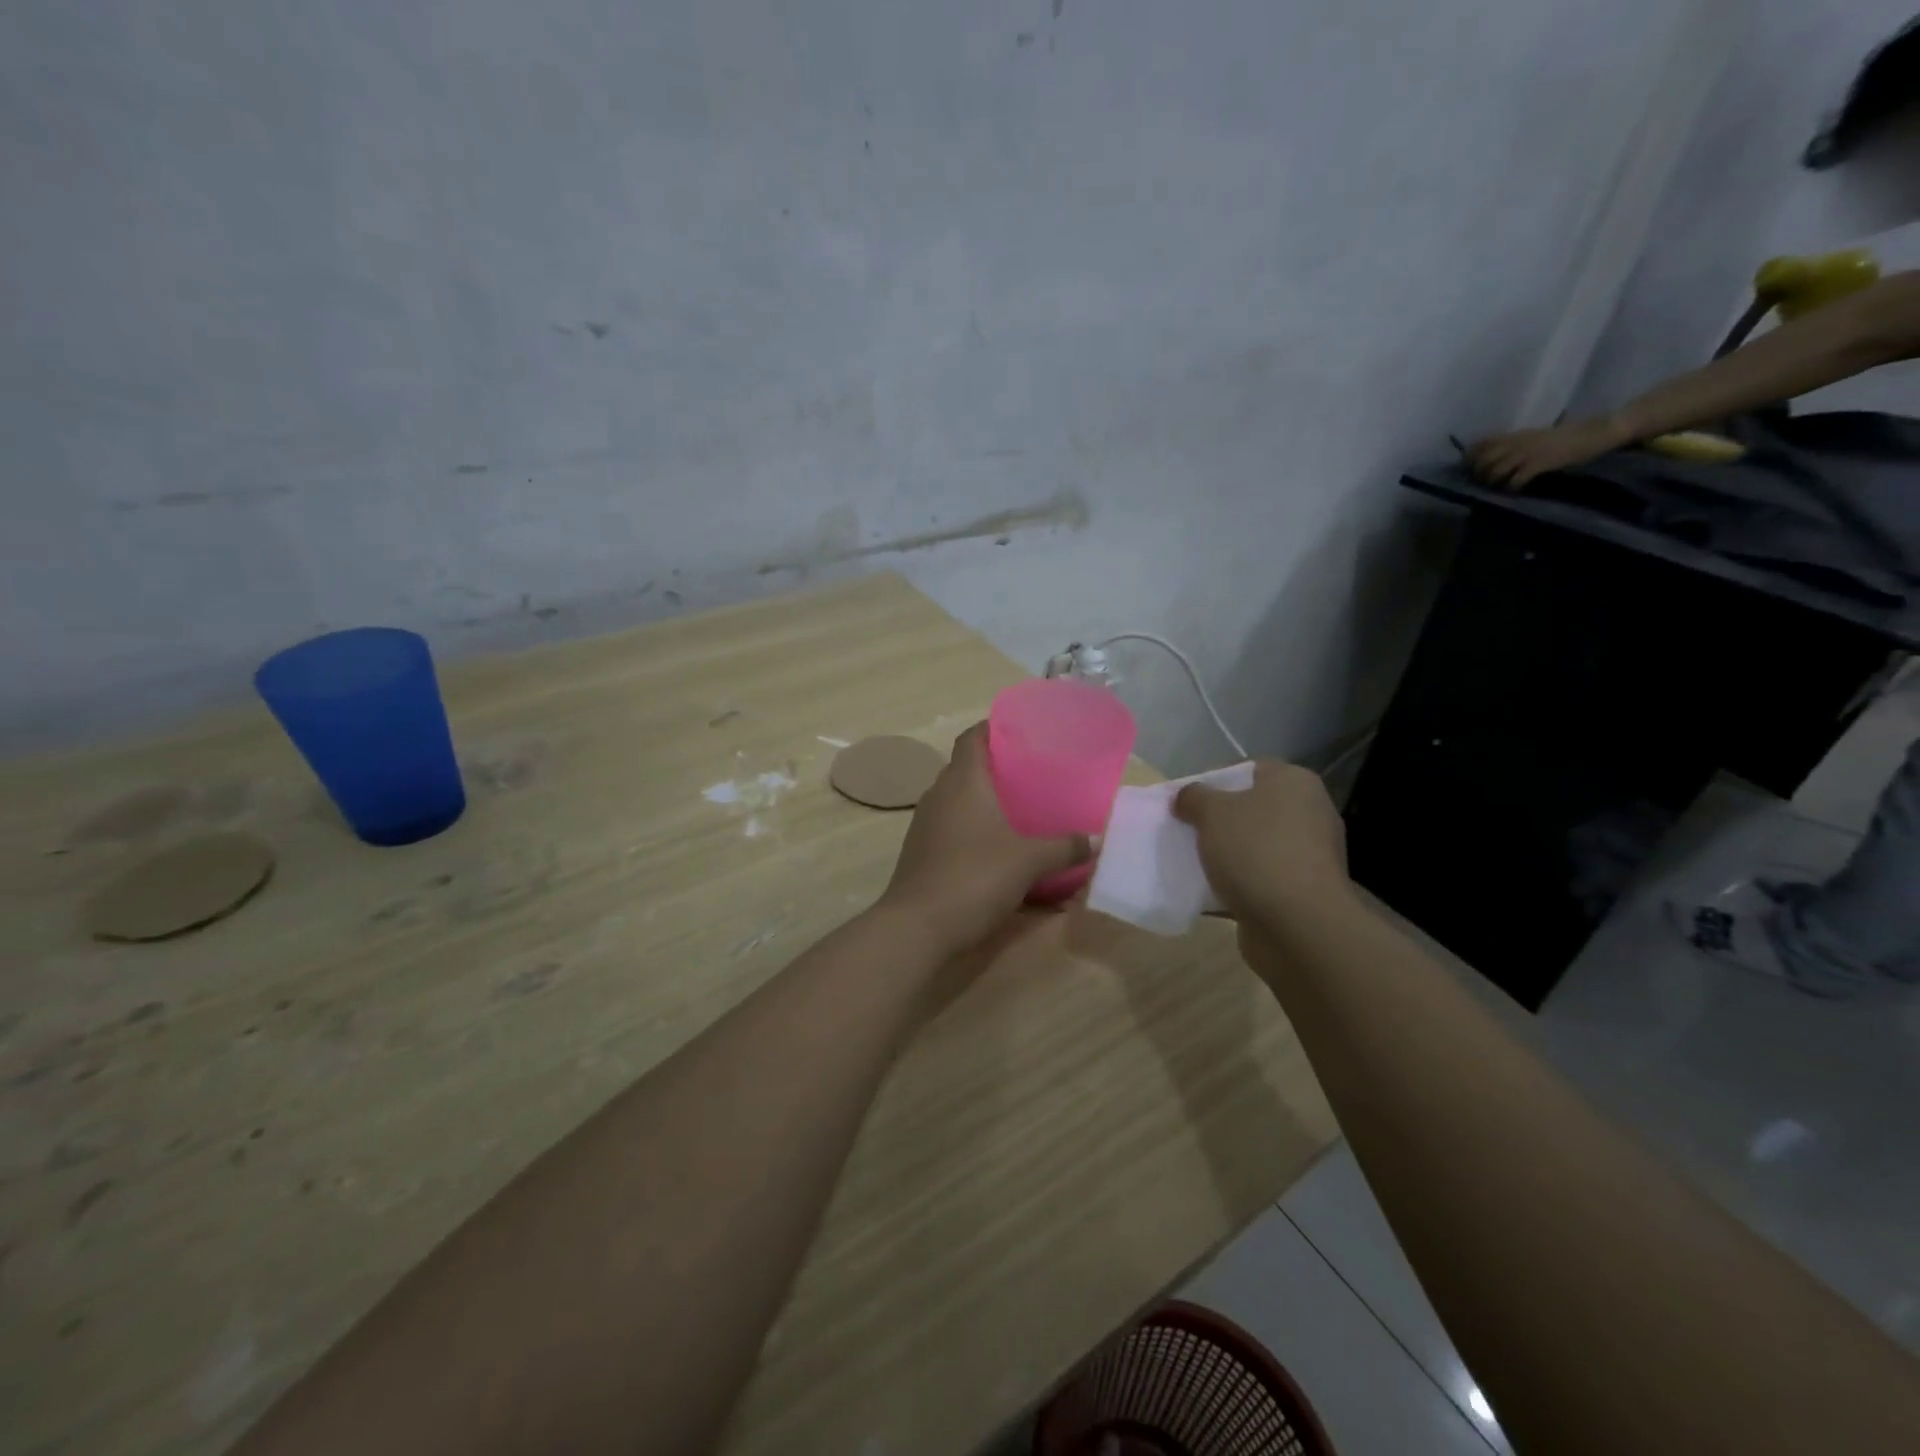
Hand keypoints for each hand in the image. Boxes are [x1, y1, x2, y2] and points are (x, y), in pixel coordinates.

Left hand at [876, 723, 1087, 952]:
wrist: (917, 927)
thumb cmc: (974, 877)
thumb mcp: (1030, 861)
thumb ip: (1064, 847)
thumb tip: (1094, 841)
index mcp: (963, 781)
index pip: (972, 736)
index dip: (994, 727)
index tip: (1021, 731)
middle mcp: (939, 794)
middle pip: (966, 768)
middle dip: (997, 768)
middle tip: (1032, 775)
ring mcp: (925, 825)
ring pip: (959, 801)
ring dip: (985, 803)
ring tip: (1020, 812)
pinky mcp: (921, 853)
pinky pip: (952, 829)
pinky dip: (974, 832)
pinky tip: (997, 851)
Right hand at [1173, 761, 1348, 926]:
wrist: (1299, 925)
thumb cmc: (1256, 852)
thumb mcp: (1211, 812)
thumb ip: (1194, 797)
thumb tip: (1187, 797)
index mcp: (1294, 782)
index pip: (1248, 769)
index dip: (1214, 781)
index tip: (1187, 802)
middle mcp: (1310, 812)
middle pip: (1253, 808)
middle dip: (1220, 820)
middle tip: (1188, 831)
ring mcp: (1311, 853)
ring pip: (1257, 844)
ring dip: (1230, 853)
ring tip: (1196, 863)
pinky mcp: (1305, 890)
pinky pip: (1263, 877)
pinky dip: (1241, 882)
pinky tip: (1213, 892)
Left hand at [1466, 417, 1622, 488]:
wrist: (1596, 432)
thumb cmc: (1566, 436)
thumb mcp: (1535, 436)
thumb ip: (1515, 444)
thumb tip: (1493, 457)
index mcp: (1516, 435)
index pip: (1482, 444)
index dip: (1470, 457)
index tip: (1469, 468)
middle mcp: (1518, 442)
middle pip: (1484, 460)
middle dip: (1479, 474)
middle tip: (1483, 483)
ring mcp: (1528, 453)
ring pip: (1496, 470)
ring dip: (1493, 482)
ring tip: (1498, 487)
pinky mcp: (1540, 463)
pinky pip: (1516, 479)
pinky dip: (1511, 487)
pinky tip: (1514, 490)